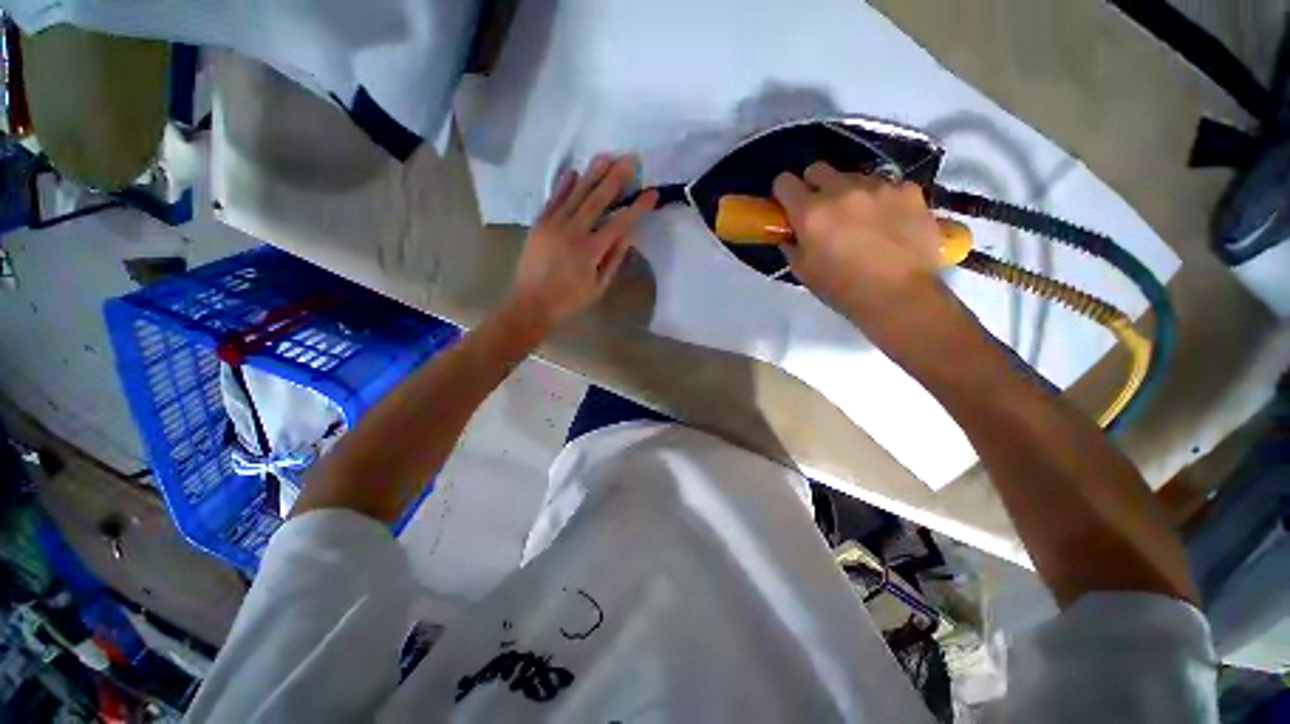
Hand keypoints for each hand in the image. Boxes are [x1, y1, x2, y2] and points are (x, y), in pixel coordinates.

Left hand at [506, 154, 657, 333]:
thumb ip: (613, 260)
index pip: (620, 223)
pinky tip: (573, 171)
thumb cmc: (569, 300)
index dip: (637, 207)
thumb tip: (628, 236)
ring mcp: (554, 224)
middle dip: (616, 178)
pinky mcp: (539, 223)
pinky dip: (563, 184)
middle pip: (598, 199)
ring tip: (605, 156)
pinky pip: (553, 198)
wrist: (531, 304)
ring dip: (592, 173)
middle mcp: (573, 231)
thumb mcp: (598, 287)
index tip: (652, 193)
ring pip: (576, 193)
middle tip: (630, 159)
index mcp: (591, 250)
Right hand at [772, 162, 946, 330]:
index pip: (785, 182)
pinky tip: (889, 222)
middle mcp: (842, 190)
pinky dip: (882, 199)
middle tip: (822, 209)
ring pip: (854, 176)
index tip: (788, 205)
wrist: (899, 296)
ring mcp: (879, 186)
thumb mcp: (804, 272)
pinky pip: (888, 185)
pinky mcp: (909, 190)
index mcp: (811, 212)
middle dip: (814, 185)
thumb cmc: (842, 289)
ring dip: (849, 192)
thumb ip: (792, 246)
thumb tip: (791, 234)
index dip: (783, 192)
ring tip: (861, 219)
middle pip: (818, 168)